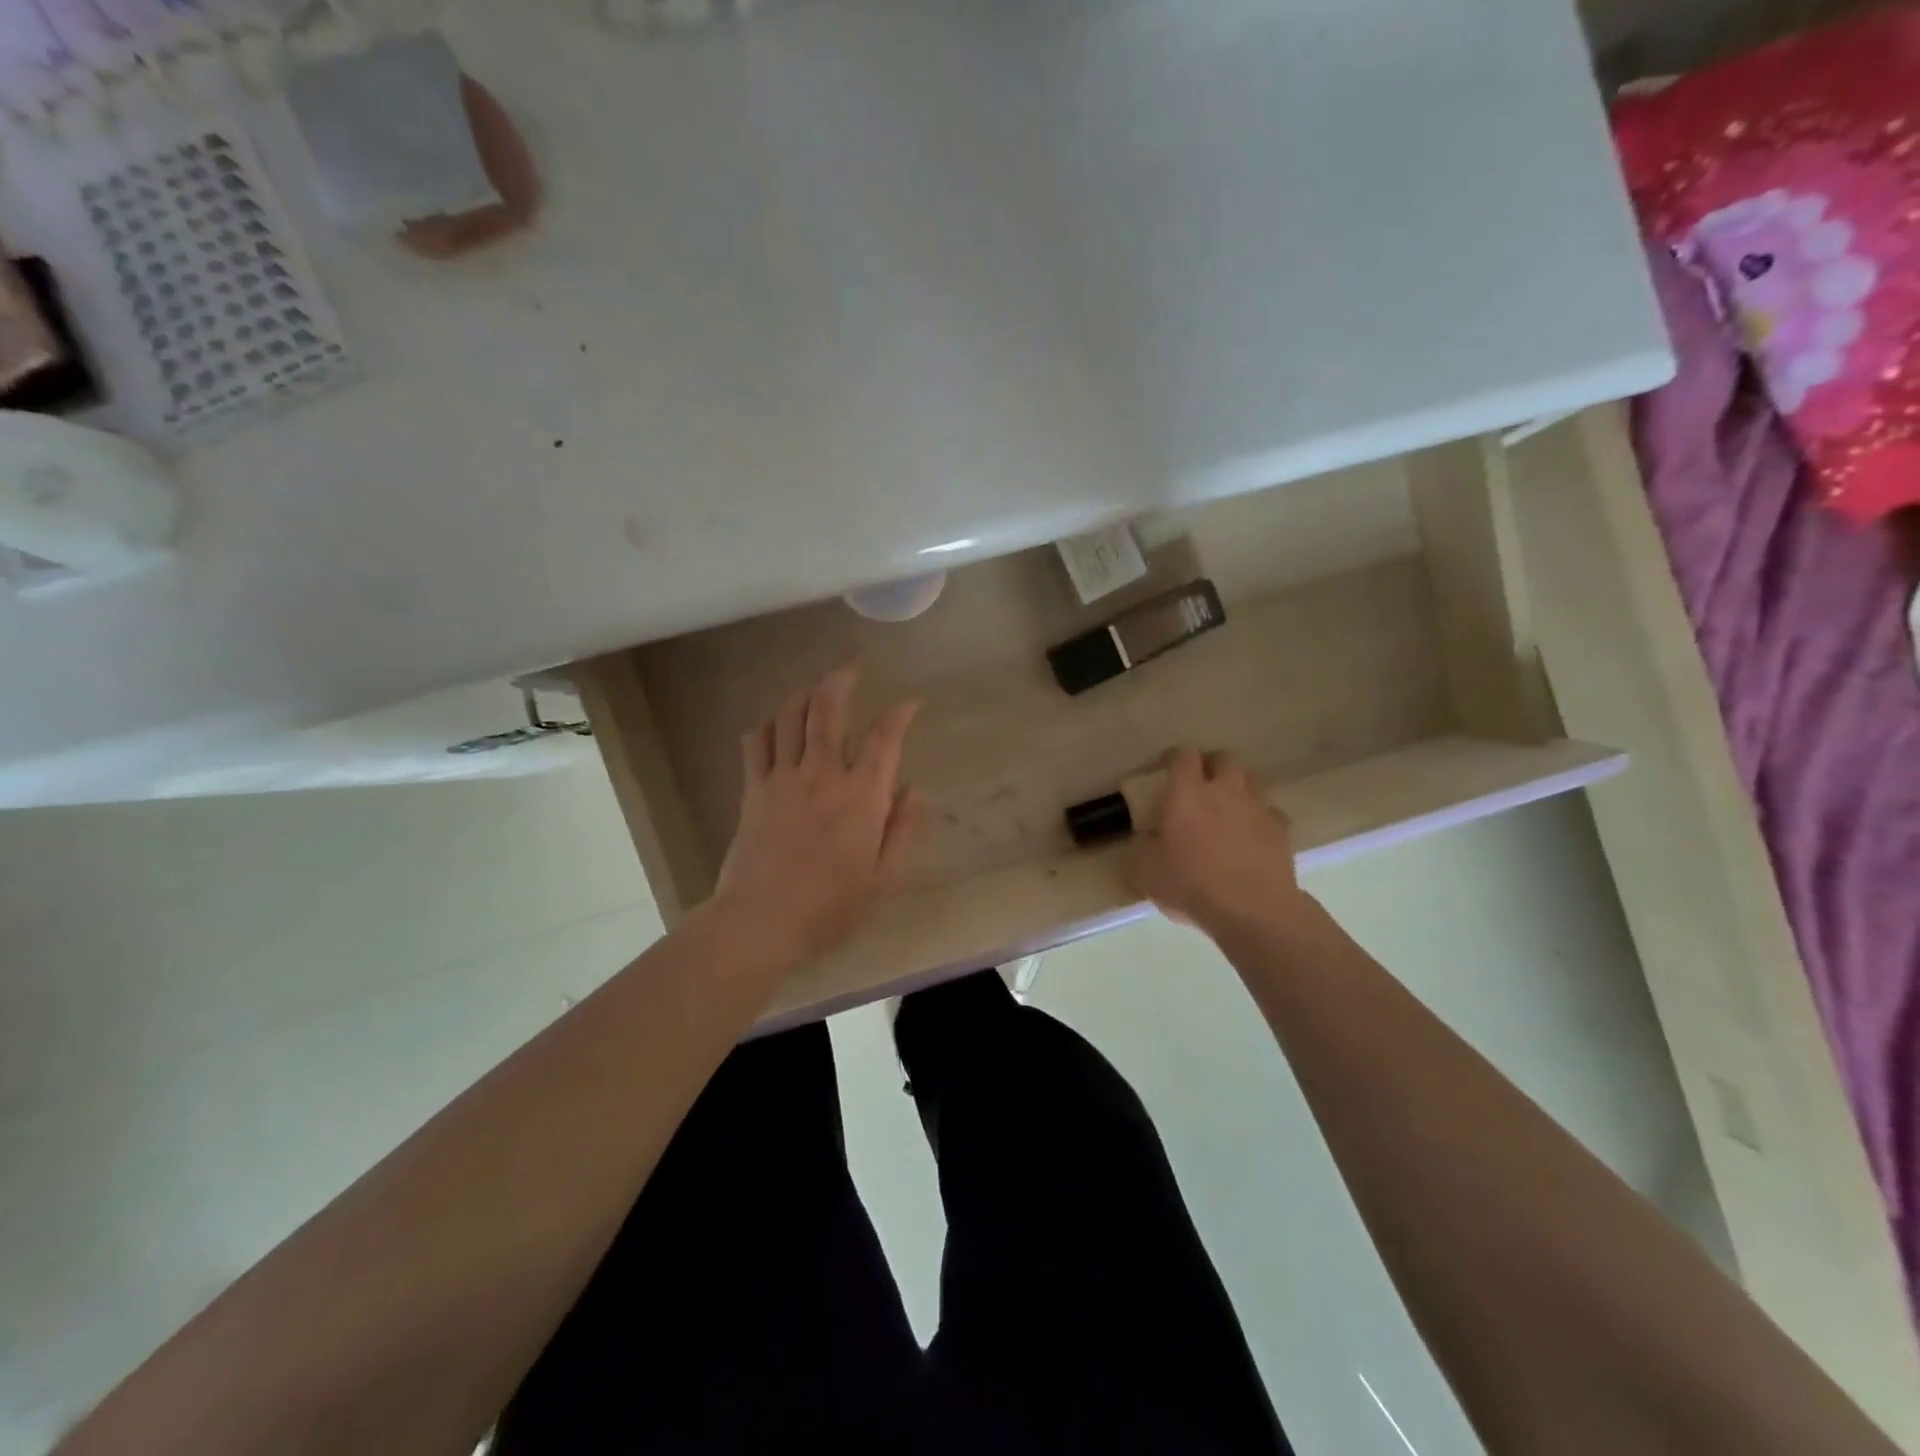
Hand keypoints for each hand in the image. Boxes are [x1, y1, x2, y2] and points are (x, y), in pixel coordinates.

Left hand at [714, 663, 924, 962]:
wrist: (761, 920)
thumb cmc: (830, 906)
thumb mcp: (883, 876)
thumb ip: (902, 829)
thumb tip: (913, 790)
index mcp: (861, 795)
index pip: (884, 738)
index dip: (899, 714)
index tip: (909, 705)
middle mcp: (822, 774)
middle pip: (828, 709)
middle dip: (842, 680)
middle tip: (852, 668)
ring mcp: (783, 778)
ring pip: (790, 716)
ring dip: (804, 694)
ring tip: (815, 689)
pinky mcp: (753, 789)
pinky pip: (756, 743)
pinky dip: (766, 726)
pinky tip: (774, 726)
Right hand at [1135, 747, 1309, 934]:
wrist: (1252, 910)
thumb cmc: (1191, 885)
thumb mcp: (1147, 870)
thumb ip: (1144, 846)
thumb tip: (1146, 837)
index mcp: (1186, 794)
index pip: (1183, 756)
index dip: (1175, 756)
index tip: (1167, 765)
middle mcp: (1224, 791)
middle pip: (1225, 758)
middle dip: (1213, 764)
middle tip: (1202, 781)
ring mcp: (1257, 808)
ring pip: (1252, 780)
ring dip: (1239, 786)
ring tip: (1229, 806)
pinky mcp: (1282, 830)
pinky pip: (1271, 812)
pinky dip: (1261, 818)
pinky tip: (1253, 835)